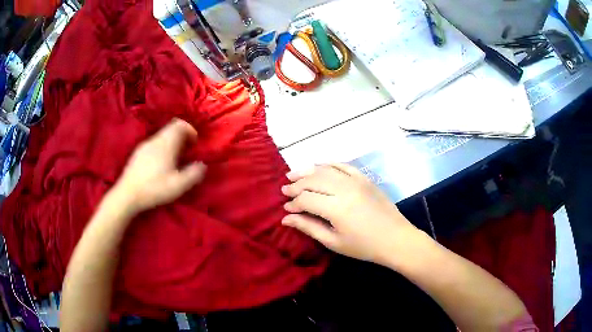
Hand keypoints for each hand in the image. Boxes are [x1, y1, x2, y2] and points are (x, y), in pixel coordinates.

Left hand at [112, 119, 206, 214]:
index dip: (190, 129)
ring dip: (171, 142)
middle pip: (170, 128)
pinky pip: (154, 144)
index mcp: (166, 144)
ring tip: (175, 159)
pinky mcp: (137, 153)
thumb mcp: (178, 185)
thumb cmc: (154, 188)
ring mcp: (144, 146)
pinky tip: (160, 164)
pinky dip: (162, 148)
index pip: (179, 124)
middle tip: (187, 151)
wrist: (127, 194)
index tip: (194, 142)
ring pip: (161, 136)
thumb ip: (193, 173)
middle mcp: (155, 140)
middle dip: (181, 136)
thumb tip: (202, 164)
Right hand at [281, 164, 418, 264]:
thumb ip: (309, 227)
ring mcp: (356, 180)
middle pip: (313, 180)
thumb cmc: (364, 246)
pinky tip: (319, 167)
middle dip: (296, 185)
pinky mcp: (365, 178)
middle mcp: (345, 188)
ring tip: (293, 174)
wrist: (395, 239)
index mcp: (336, 208)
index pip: (306, 199)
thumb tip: (286, 218)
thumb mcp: (334, 242)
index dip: (293, 203)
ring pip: (326, 169)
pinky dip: (328, 164)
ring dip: (307, 171)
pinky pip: (343, 165)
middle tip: (285, 190)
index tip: (286, 209)